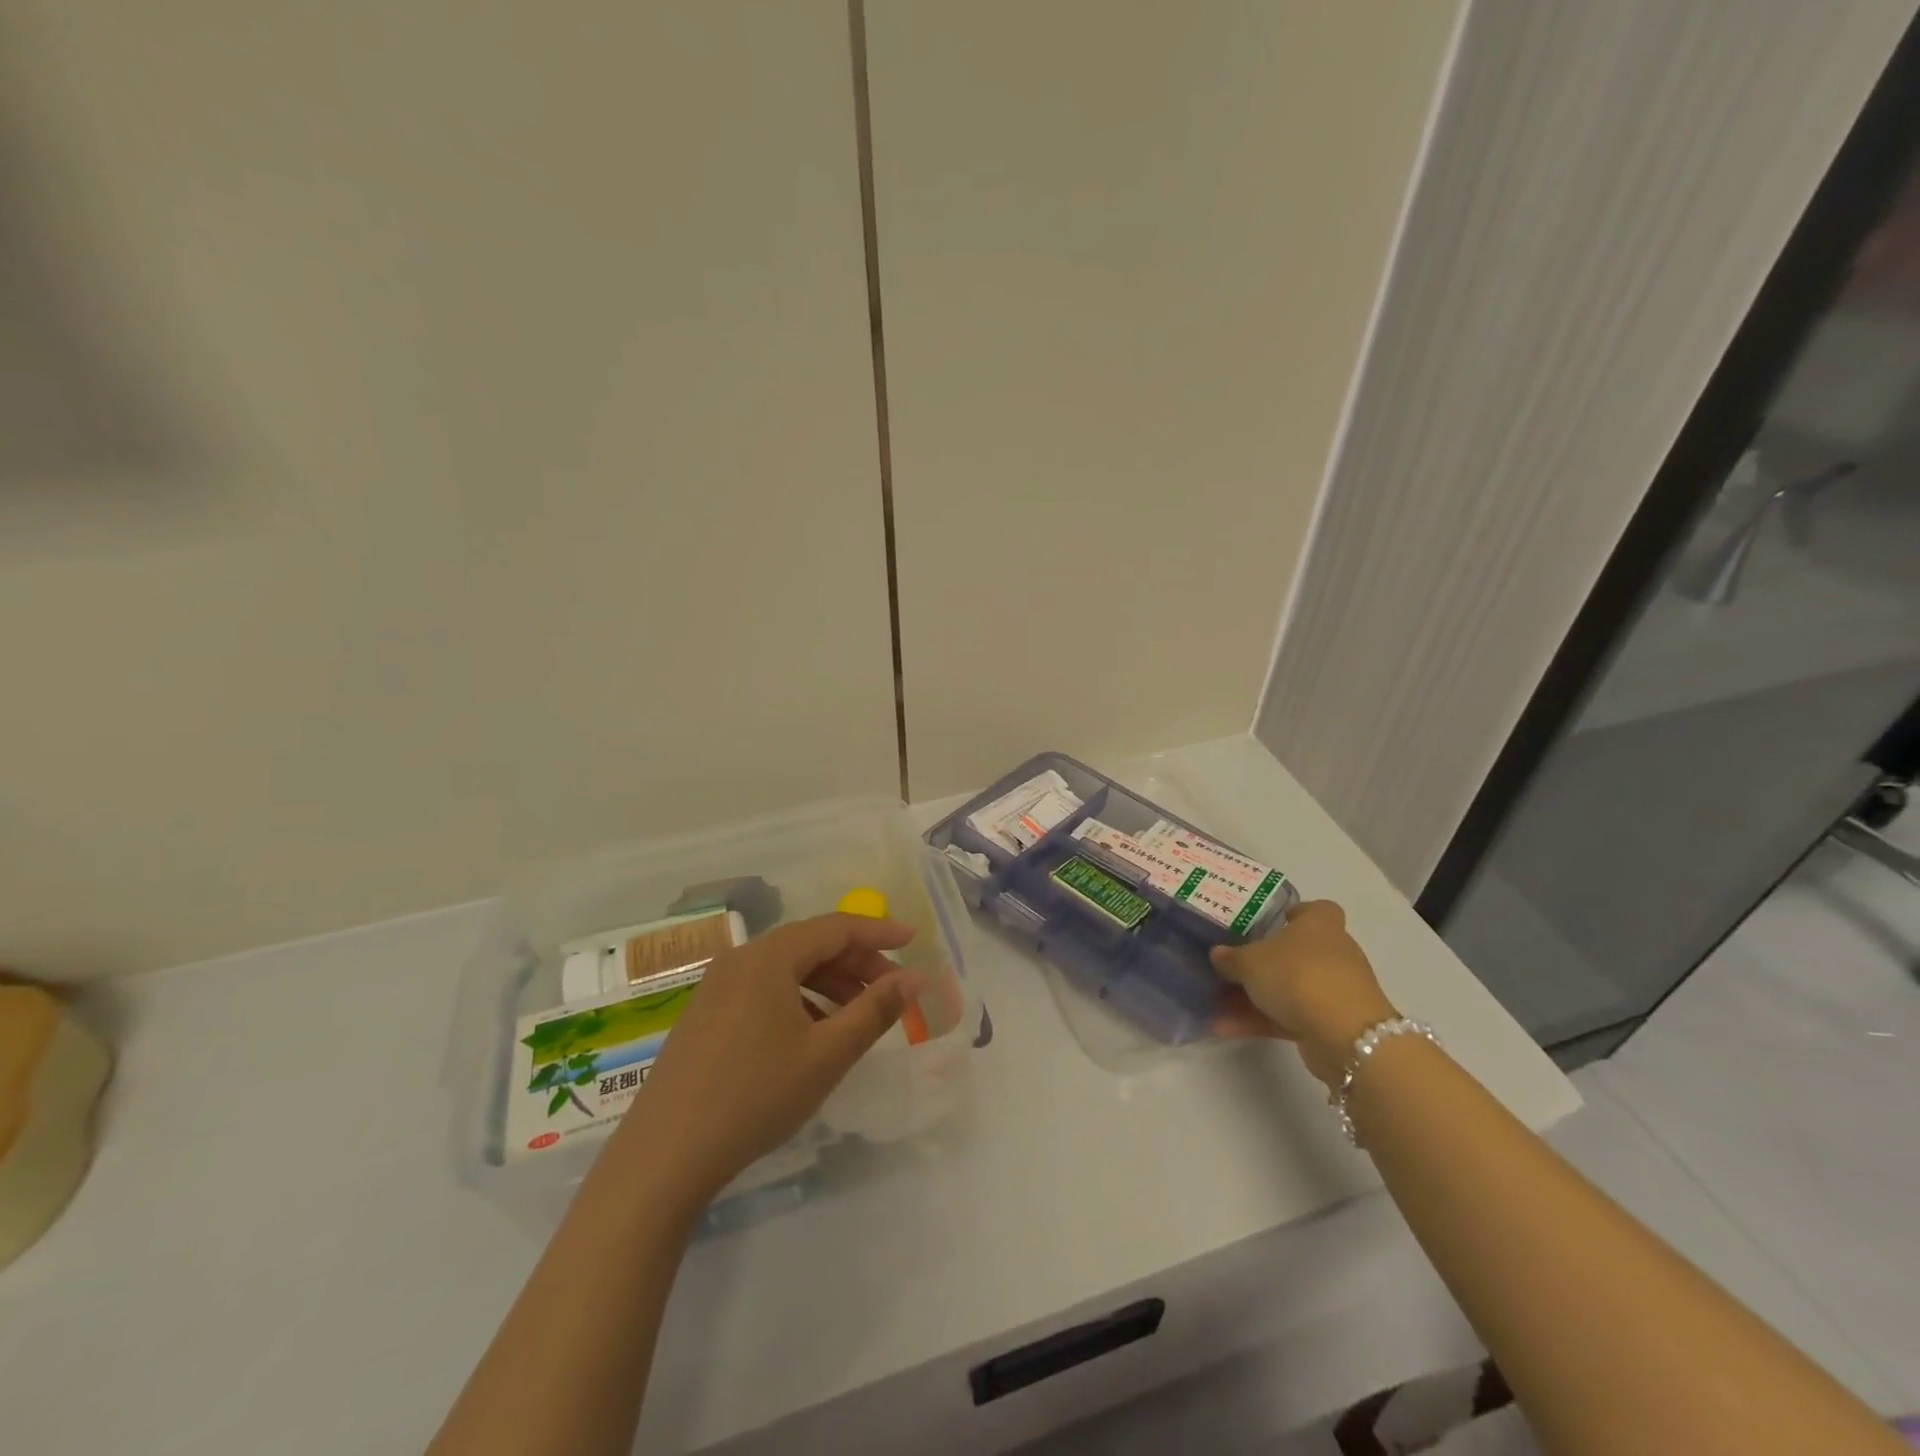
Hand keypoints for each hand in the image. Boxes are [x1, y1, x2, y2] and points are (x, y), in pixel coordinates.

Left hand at [609, 913, 921, 1205]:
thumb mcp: (826, 1055)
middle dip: (856, 962)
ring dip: (829, 983)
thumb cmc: (755, 1096)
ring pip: (787, 968)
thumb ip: (875, 1011)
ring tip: (858, 1015)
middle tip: (892, 989)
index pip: (836, 927)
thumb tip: (915, 978)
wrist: (664, 1157)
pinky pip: (764, 989)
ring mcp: (717, 986)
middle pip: (811, 945)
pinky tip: (813, 1033)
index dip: (878, 933)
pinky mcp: (706, 1014)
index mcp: (769, 957)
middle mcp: (740, 959)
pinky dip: (799, 999)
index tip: (913, 942)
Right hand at [1210, 900, 1396, 1088]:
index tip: (1268, 923)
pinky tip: (1225, 1029)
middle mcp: (1332, 953)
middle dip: (1260, 964)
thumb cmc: (1297, 976)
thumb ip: (1231, 958)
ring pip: (1288, 988)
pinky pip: (1290, 1016)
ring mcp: (1334, 989)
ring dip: (1252, 998)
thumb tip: (1218, 954)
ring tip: (1215, 1007)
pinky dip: (1262, 1021)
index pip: (1315, 910)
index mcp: (1319, 925)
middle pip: (1293, 953)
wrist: (1345, 1035)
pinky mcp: (1331, 1023)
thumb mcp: (1250, 962)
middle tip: (1228, 969)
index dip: (1293, 914)